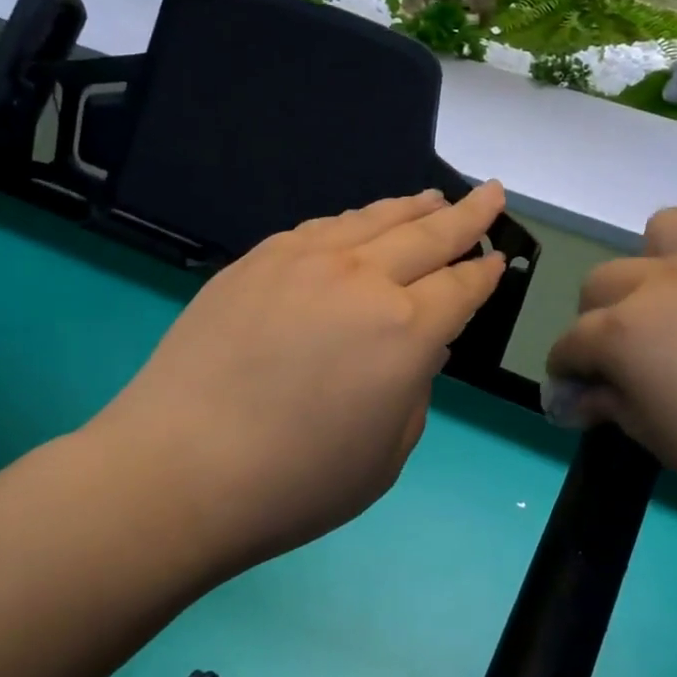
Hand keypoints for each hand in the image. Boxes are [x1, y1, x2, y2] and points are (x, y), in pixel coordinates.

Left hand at [89, 184, 509, 577]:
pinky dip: (354, 221)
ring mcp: (304, 261)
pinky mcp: (256, 260)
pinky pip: (320, 228)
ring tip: (433, 198)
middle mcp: (362, 279)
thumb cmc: (294, 483)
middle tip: (491, 193)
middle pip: (428, 234)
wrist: (178, 470)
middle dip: (467, 214)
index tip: (498, 257)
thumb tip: (416, 347)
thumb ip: (413, 390)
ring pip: (373, 219)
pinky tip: (358, 224)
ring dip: (411, 207)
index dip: (484, 273)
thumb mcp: (386, 454)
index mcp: (406, 331)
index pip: (461, 287)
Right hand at [547, 207, 676, 553]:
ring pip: (661, 234)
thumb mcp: (666, 447)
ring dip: (651, 269)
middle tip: (628, 362)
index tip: (580, 400)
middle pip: (603, 282)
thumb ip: (616, 406)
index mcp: (627, 331)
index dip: (568, 373)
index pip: (571, 342)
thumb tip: (584, 396)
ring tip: (676, 310)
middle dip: (599, 321)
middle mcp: (665, 281)